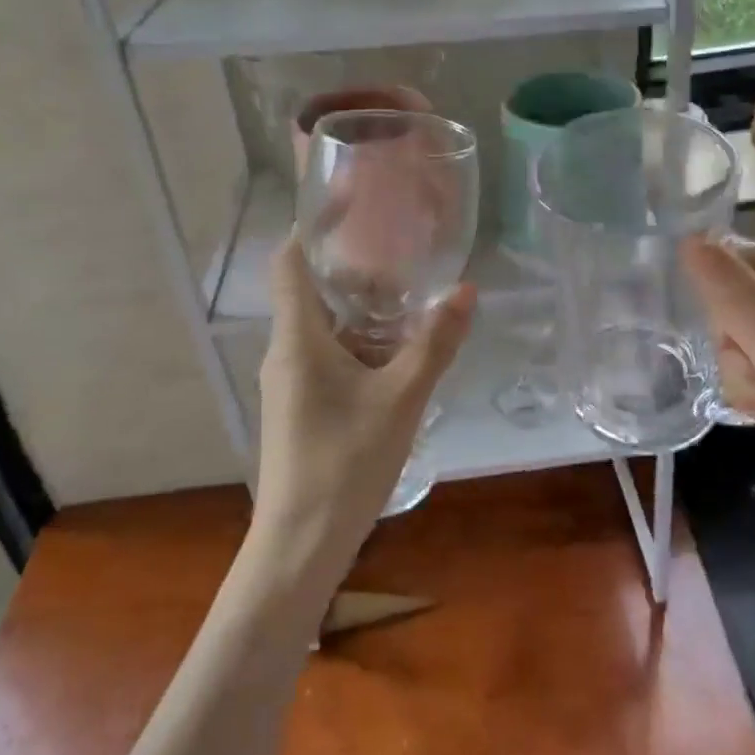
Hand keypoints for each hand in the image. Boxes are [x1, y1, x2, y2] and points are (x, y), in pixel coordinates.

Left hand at [253, 237, 475, 569]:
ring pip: (324, 327)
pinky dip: (360, 345)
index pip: (290, 261)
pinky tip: (399, 357)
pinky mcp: (301, 406)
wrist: (299, 547)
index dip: (314, 227)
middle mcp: (287, 351)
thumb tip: (467, 290)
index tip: (353, 207)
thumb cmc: (344, 463)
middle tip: (407, 259)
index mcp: (298, 337)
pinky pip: (329, 357)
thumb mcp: (400, 399)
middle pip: (313, 291)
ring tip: (413, 302)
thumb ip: (434, 344)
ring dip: (363, 312)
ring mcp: (291, 381)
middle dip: (357, 273)